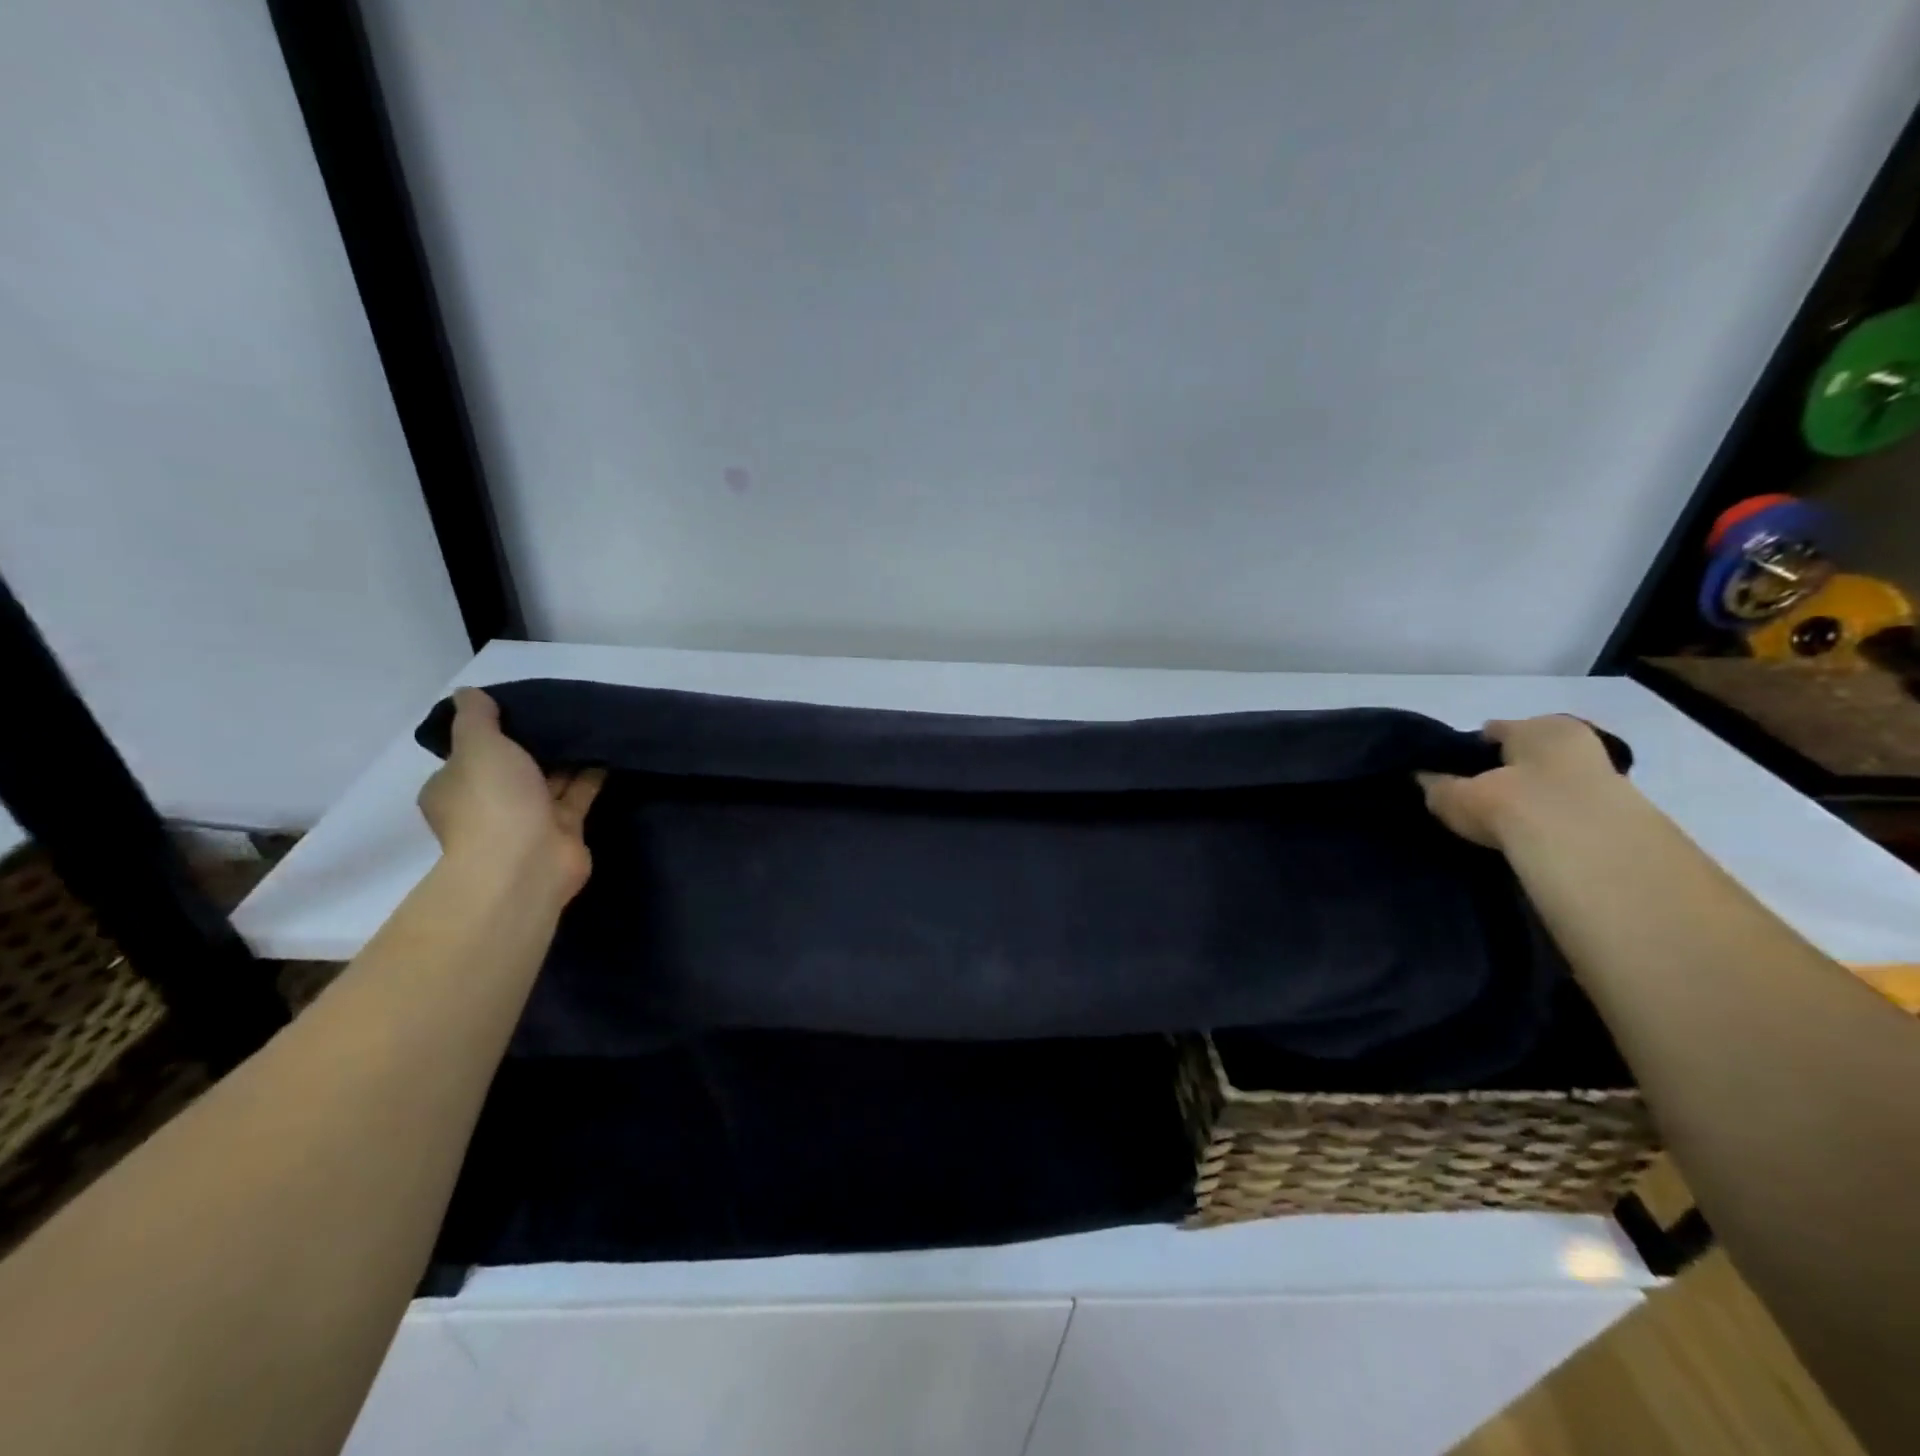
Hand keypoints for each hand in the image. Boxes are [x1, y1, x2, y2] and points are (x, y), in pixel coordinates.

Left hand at [417, 689, 605, 898]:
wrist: (526, 862)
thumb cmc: (493, 800)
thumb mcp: (478, 745)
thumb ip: (477, 717)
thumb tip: (468, 694)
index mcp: (454, 787)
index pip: (468, 756)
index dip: (489, 734)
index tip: (517, 710)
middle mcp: (488, 804)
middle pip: (513, 768)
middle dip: (535, 744)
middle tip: (561, 712)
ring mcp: (527, 820)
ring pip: (549, 780)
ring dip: (567, 758)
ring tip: (592, 724)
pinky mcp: (564, 830)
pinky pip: (578, 794)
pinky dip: (592, 775)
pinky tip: (609, 750)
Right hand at [1417, 715, 1623, 848]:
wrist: (1585, 844)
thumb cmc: (1513, 800)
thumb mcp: (1456, 794)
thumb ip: (1438, 786)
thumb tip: (1420, 779)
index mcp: (1537, 726)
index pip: (1495, 731)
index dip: (1471, 748)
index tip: (1450, 769)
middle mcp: (1574, 742)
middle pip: (1529, 755)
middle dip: (1507, 772)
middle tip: (1478, 796)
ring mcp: (1603, 779)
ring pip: (1554, 783)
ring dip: (1534, 798)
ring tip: (1503, 822)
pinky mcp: (1620, 817)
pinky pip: (1573, 813)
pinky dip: (1555, 822)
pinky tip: (1532, 838)